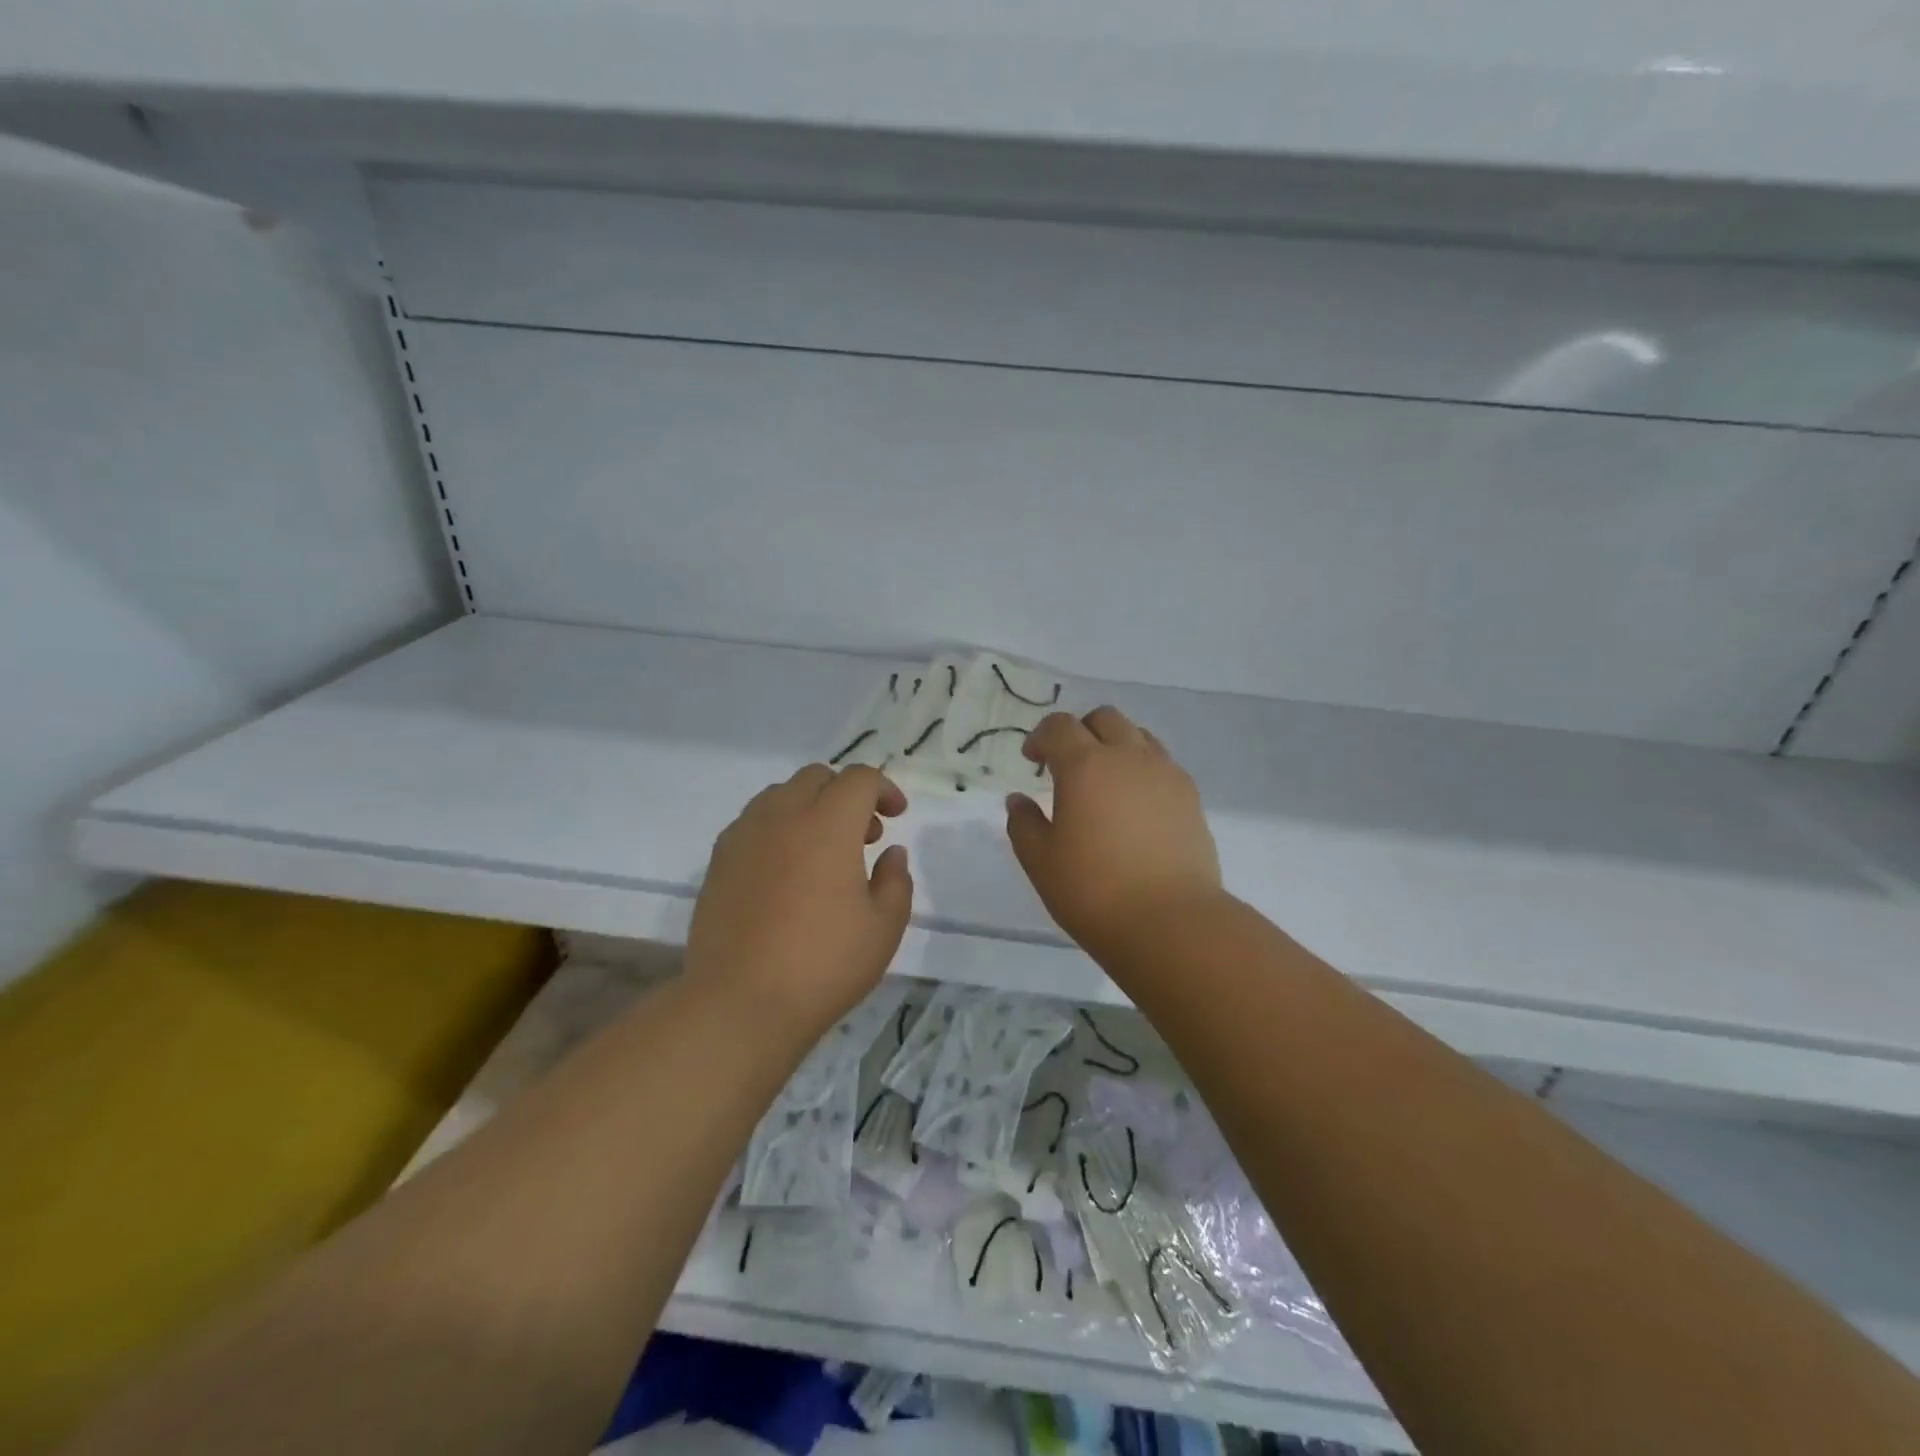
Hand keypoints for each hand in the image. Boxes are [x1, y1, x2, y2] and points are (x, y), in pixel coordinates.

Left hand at [687, 765, 913, 1038]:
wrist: (739, 1004)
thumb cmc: (823, 965)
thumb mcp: (883, 928)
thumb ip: (895, 881)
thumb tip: (890, 853)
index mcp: (828, 825)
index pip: (859, 779)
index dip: (884, 789)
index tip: (896, 817)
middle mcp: (782, 817)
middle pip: (817, 777)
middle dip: (846, 794)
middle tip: (863, 835)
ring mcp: (744, 836)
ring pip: (780, 794)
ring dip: (809, 807)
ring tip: (822, 851)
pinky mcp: (718, 861)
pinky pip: (753, 821)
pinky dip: (777, 827)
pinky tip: (785, 869)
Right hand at [1006, 707, 1222, 960]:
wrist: (1171, 922)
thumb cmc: (1094, 891)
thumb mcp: (1041, 862)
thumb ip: (1024, 824)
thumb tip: (1018, 800)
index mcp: (1084, 765)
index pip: (1058, 726)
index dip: (1040, 737)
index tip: (1032, 761)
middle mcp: (1128, 757)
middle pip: (1104, 718)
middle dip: (1080, 731)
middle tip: (1067, 765)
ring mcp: (1165, 773)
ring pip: (1138, 735)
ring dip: (1115, 746)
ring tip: (1105, 782)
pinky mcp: (1191, 796)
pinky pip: (1163, 763)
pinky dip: (1143, 769)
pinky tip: (1135, 805)